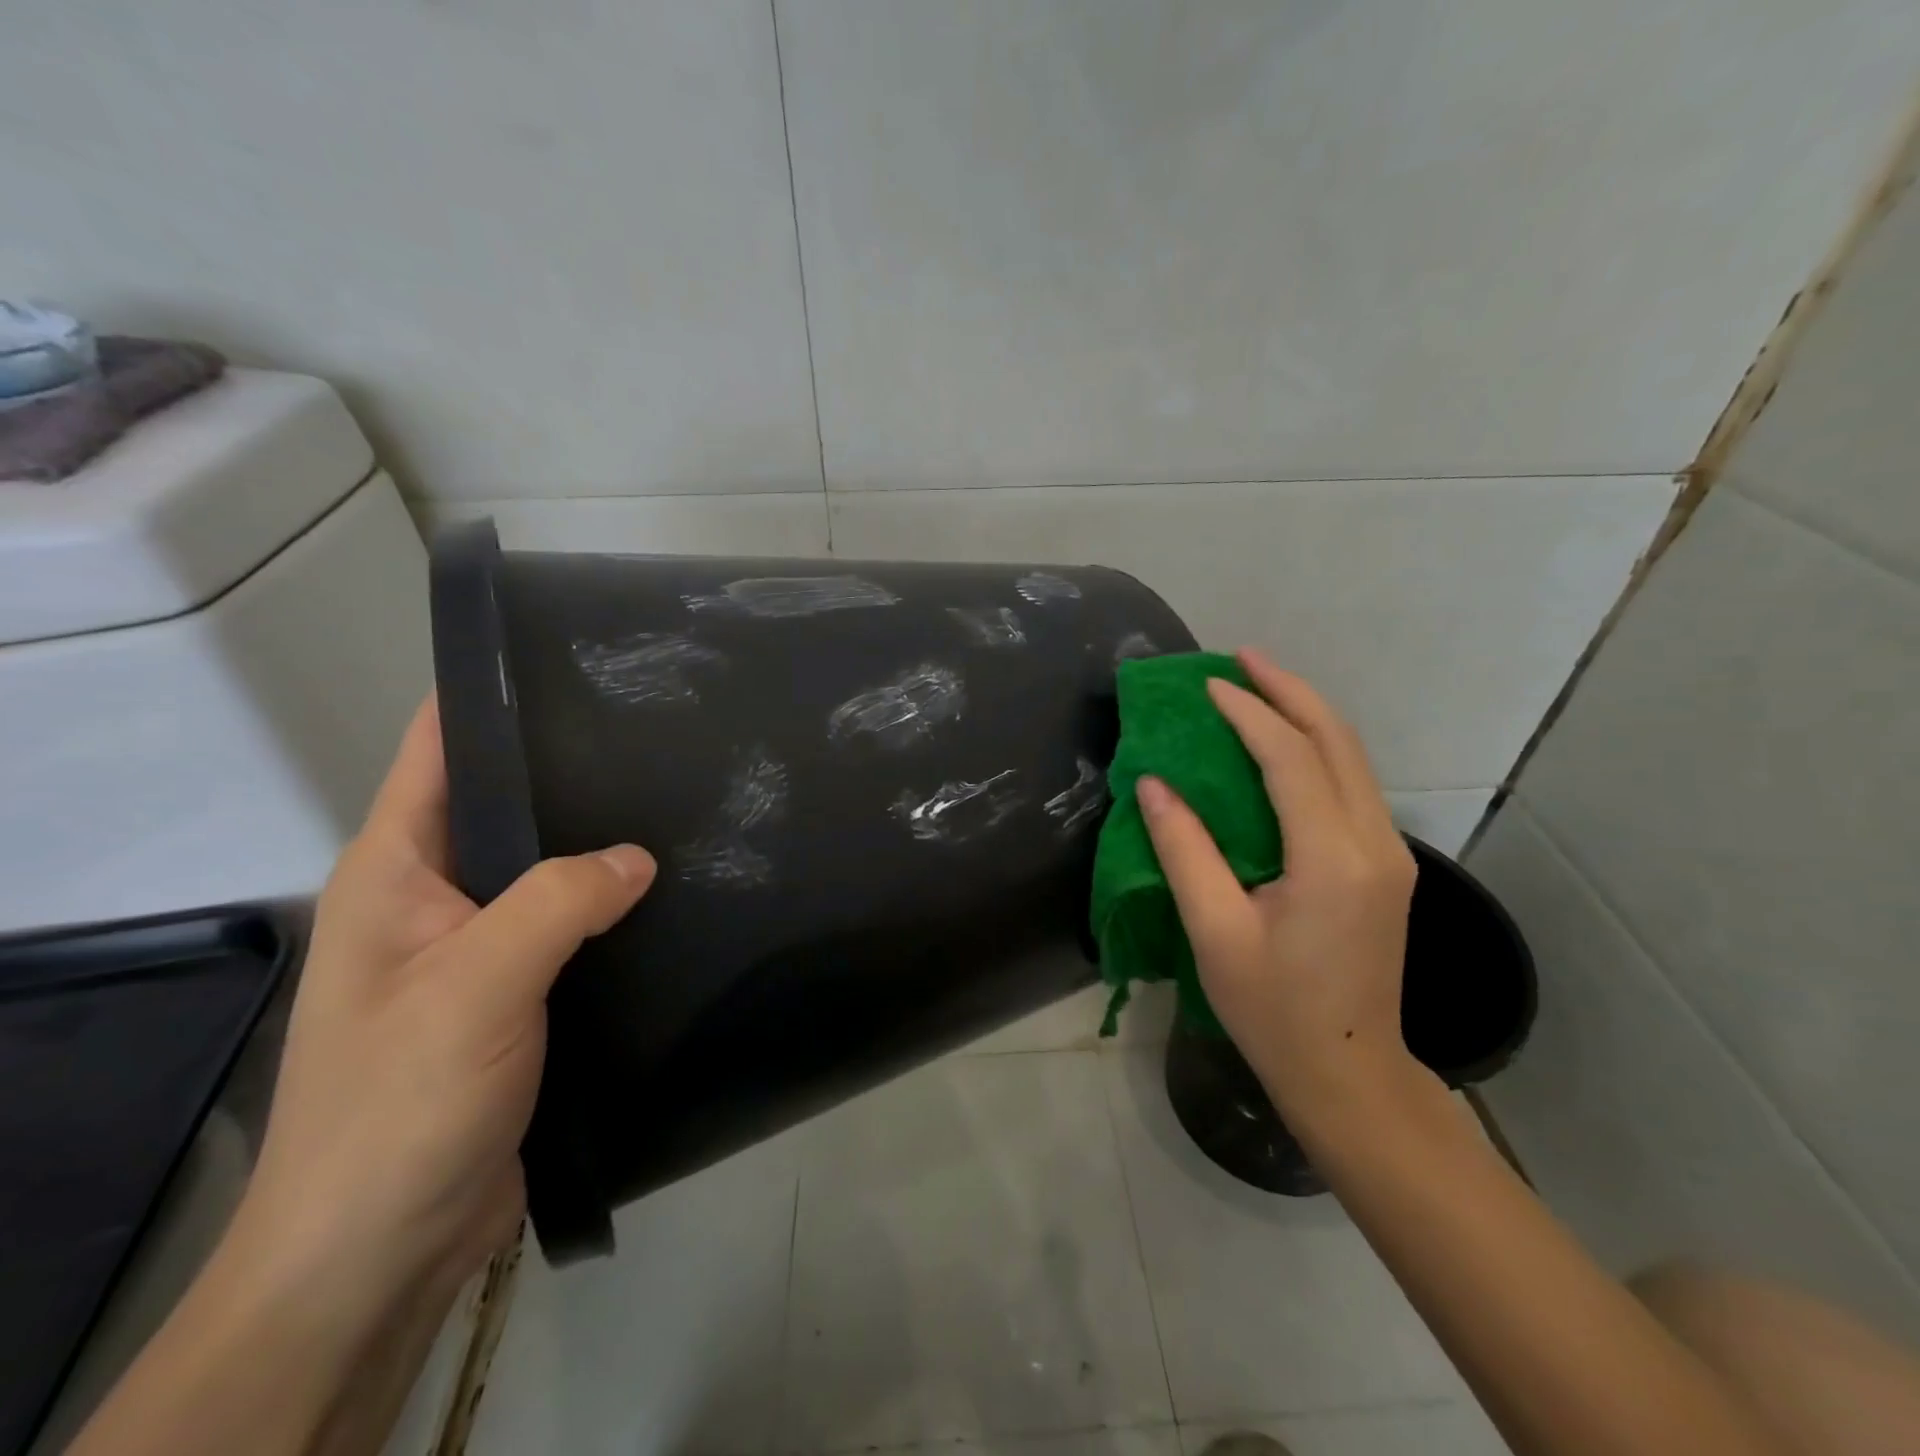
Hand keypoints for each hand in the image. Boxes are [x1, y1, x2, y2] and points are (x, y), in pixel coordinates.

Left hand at [229, 697, 654, 1323]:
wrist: (384, 1249)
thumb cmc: (404, 1103)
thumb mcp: (477, 985)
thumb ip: (558, 902)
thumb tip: (639, 855)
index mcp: (397, 871)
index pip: (439, 752)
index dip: (495, 699)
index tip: (580, 664)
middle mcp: (435, 897)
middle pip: (508, 805)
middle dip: (575, 770)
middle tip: (664, 735)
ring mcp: (478, 948)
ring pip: (549, 869)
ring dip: (603, 845)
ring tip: (684, 804)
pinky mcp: (518, 994)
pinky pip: (571, 926)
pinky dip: (613, 906)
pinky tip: (669, 894)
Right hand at [1136, 649, 1422, 1127]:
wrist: (1349, 1071)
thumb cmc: (1273, 1010)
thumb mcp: (1215, 932)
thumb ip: (1184, 850)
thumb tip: (1154, 783)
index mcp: (1332, 858)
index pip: (1290, 758)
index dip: (1247, 713)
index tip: (1205, 684)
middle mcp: (1374, 842)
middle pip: (1336, 740)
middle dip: (1288, 690)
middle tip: (1241, 657)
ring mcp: (1389, 852)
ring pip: (1352, 757)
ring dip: (1305, 713)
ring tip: (1258, 685)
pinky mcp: (1385, 863)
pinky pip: (1352, 782)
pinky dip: (1316, 747)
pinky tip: (1283, 740)